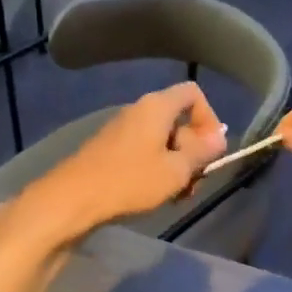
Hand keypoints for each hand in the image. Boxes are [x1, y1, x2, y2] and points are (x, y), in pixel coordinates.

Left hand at [12, 82, 226, 244]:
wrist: (73, 198)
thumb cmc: (130, 181)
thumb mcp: (175, 170)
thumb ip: (201, 152)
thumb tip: (219, 137)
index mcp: (157, 107)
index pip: (193, 93)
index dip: (209, 118)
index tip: (211, 150)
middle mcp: (138, 110)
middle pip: (179, 120)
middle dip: (193, 150)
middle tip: (195, 181)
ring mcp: (122, 130)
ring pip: (162, 140)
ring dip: (176, 164)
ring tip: (177, 195)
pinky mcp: (110, 149)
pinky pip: (143, 151)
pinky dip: (156, 169)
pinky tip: (154, 195)